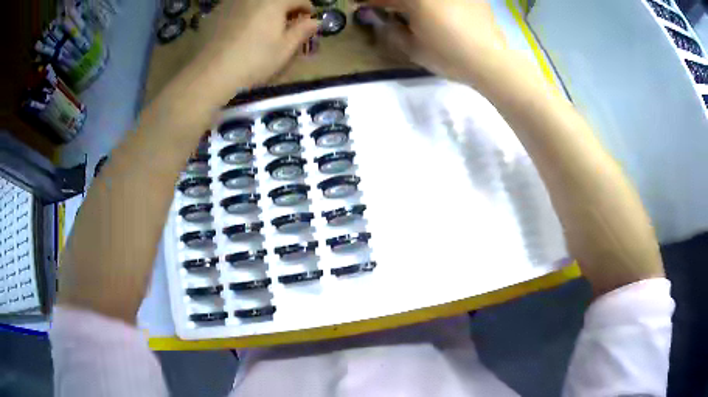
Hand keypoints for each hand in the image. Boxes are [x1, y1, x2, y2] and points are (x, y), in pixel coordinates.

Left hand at [197, 0, 318, 91]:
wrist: (211, 73)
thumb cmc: (253, 61)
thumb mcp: (284, 50)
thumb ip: (302, 31)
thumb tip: (314, 21)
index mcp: (274, 1)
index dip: (306, 9)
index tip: (307, 21)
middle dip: (285, 9)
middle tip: (285, 25)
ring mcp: (232, 2)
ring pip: (255, 3)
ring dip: (264, 10)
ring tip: (262, 27)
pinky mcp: (216, 12)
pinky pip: (237, 7)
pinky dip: (244, 13)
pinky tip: (240, 30)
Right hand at [362, 0, 509, 84]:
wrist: (491, 61)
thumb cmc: (448, 56)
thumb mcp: (413, 48)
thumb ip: (392, 31)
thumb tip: (384, 21)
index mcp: (416, 0)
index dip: (371, 1)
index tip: (361, 4)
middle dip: (395, 3)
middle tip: (390, 9)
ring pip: (427, 0)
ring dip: (415, 5)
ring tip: (412, 14)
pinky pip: (449, 0)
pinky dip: (438, 6)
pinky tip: (440, 14)